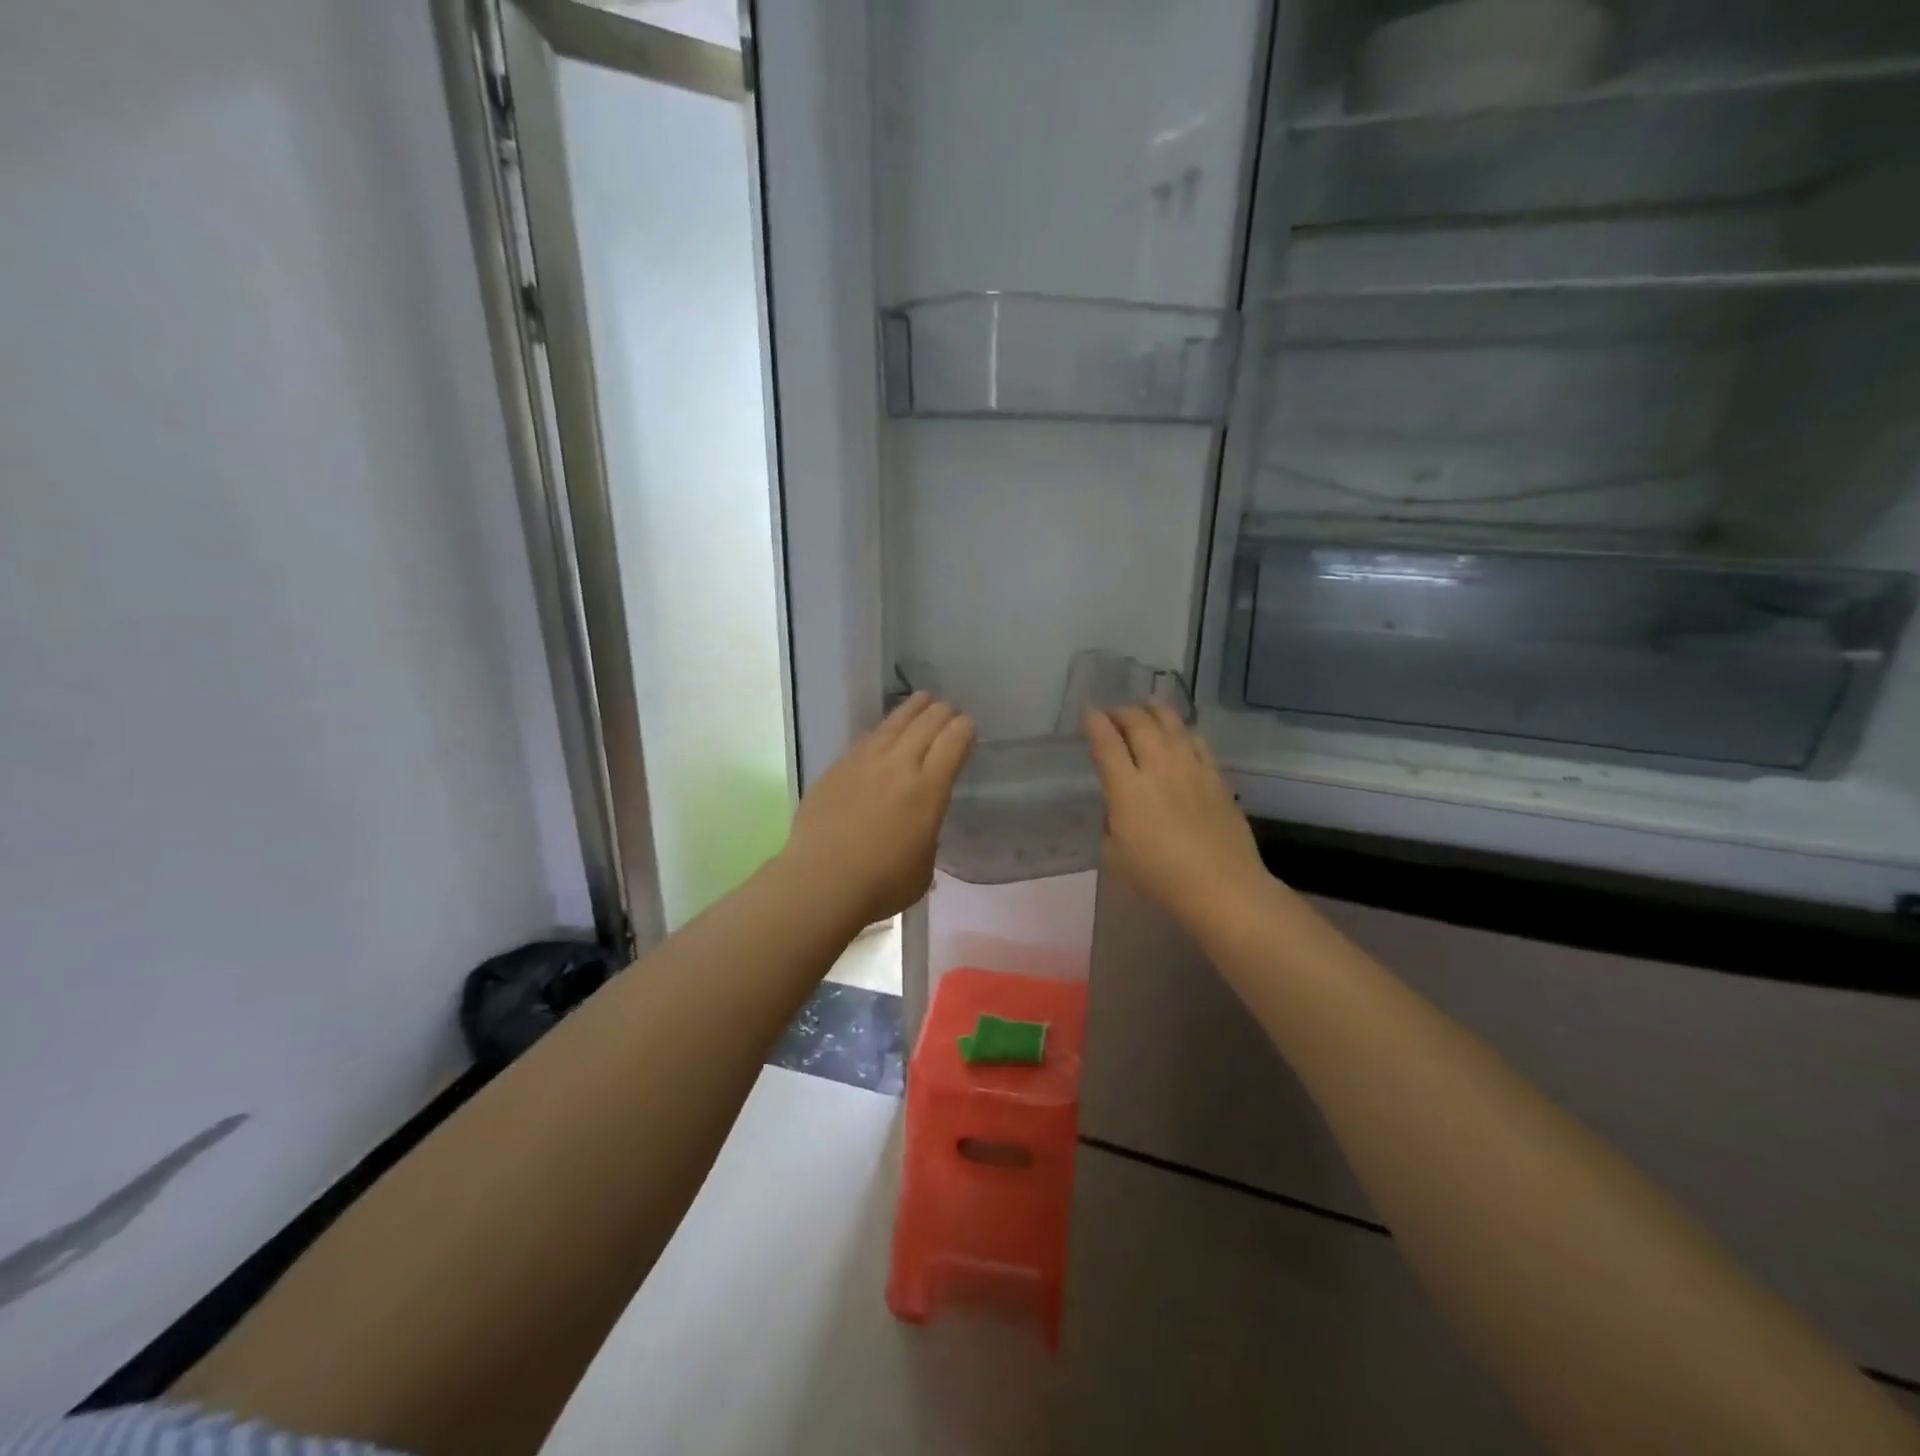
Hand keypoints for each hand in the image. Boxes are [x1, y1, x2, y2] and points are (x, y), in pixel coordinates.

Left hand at [781, 693, 974, 928]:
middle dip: (943, 713)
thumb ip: (927, 833)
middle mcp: (899, 765)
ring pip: (894, 722)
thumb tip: (919, 824)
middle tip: (949, 712)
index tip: (968, 728)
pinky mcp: (836, 767)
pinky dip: (882, 731)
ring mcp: (864, 762)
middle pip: (927, 722)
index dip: (965, 729)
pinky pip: (866, 739)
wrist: (821, 882)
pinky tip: (883, 733)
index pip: (954, 740)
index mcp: (929, 789)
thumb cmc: (882, 884)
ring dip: (913, 709)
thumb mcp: (925, 864)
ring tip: (921, 700)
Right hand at [1086, 704, 1269, 930]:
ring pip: (1171, 724)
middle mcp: (1159, 767)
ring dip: (1153, 711)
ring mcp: (1191, 768)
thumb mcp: (1116, 854)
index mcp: (1127, 788)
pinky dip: (1183, 731)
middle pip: (1138, 723)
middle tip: (1112, 713)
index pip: (1106, 742)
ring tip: (1145, 707)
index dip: (1093, 722)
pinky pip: (1197, 741)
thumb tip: (1120, 807)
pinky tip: (1180, 734)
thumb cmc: (1161, 877)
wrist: (1222, 886)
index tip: (1087, 712)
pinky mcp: (1216, 777)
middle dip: (1121, 712)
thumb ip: (1113, 822)